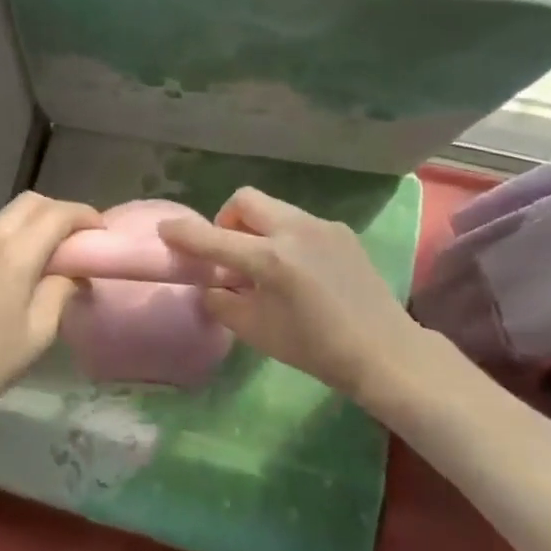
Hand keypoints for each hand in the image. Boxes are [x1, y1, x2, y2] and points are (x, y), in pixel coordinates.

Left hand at [0, 192, 100, 426]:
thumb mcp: (39, 332)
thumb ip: (61, 290)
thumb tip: (74, 273)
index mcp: (15, 254)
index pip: (56, 214)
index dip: (84, 215)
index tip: (100, 232)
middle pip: (31, 202)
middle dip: (60, 211)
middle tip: (78, 238)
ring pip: (8, 213)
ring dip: (35, 220)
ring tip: (52, 250)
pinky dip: (14, 233)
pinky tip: (20, 264)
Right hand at [159, 187, 418, 400]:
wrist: (384, 351)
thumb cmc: (315, 348)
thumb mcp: (257, 332)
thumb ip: (223, 302)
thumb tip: (211, 284)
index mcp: (269, 259)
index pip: (214, 238)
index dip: (184, 233)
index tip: (166, 228)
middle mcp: (293, 230)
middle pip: (245, 199)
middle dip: (227, 219)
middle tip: (230, 250)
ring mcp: (321, 226)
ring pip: (274, 208)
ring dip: (258, 226)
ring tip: (266, 263)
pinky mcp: (341, 230)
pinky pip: (300, 222)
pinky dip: (286, 236)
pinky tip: (300, 269)